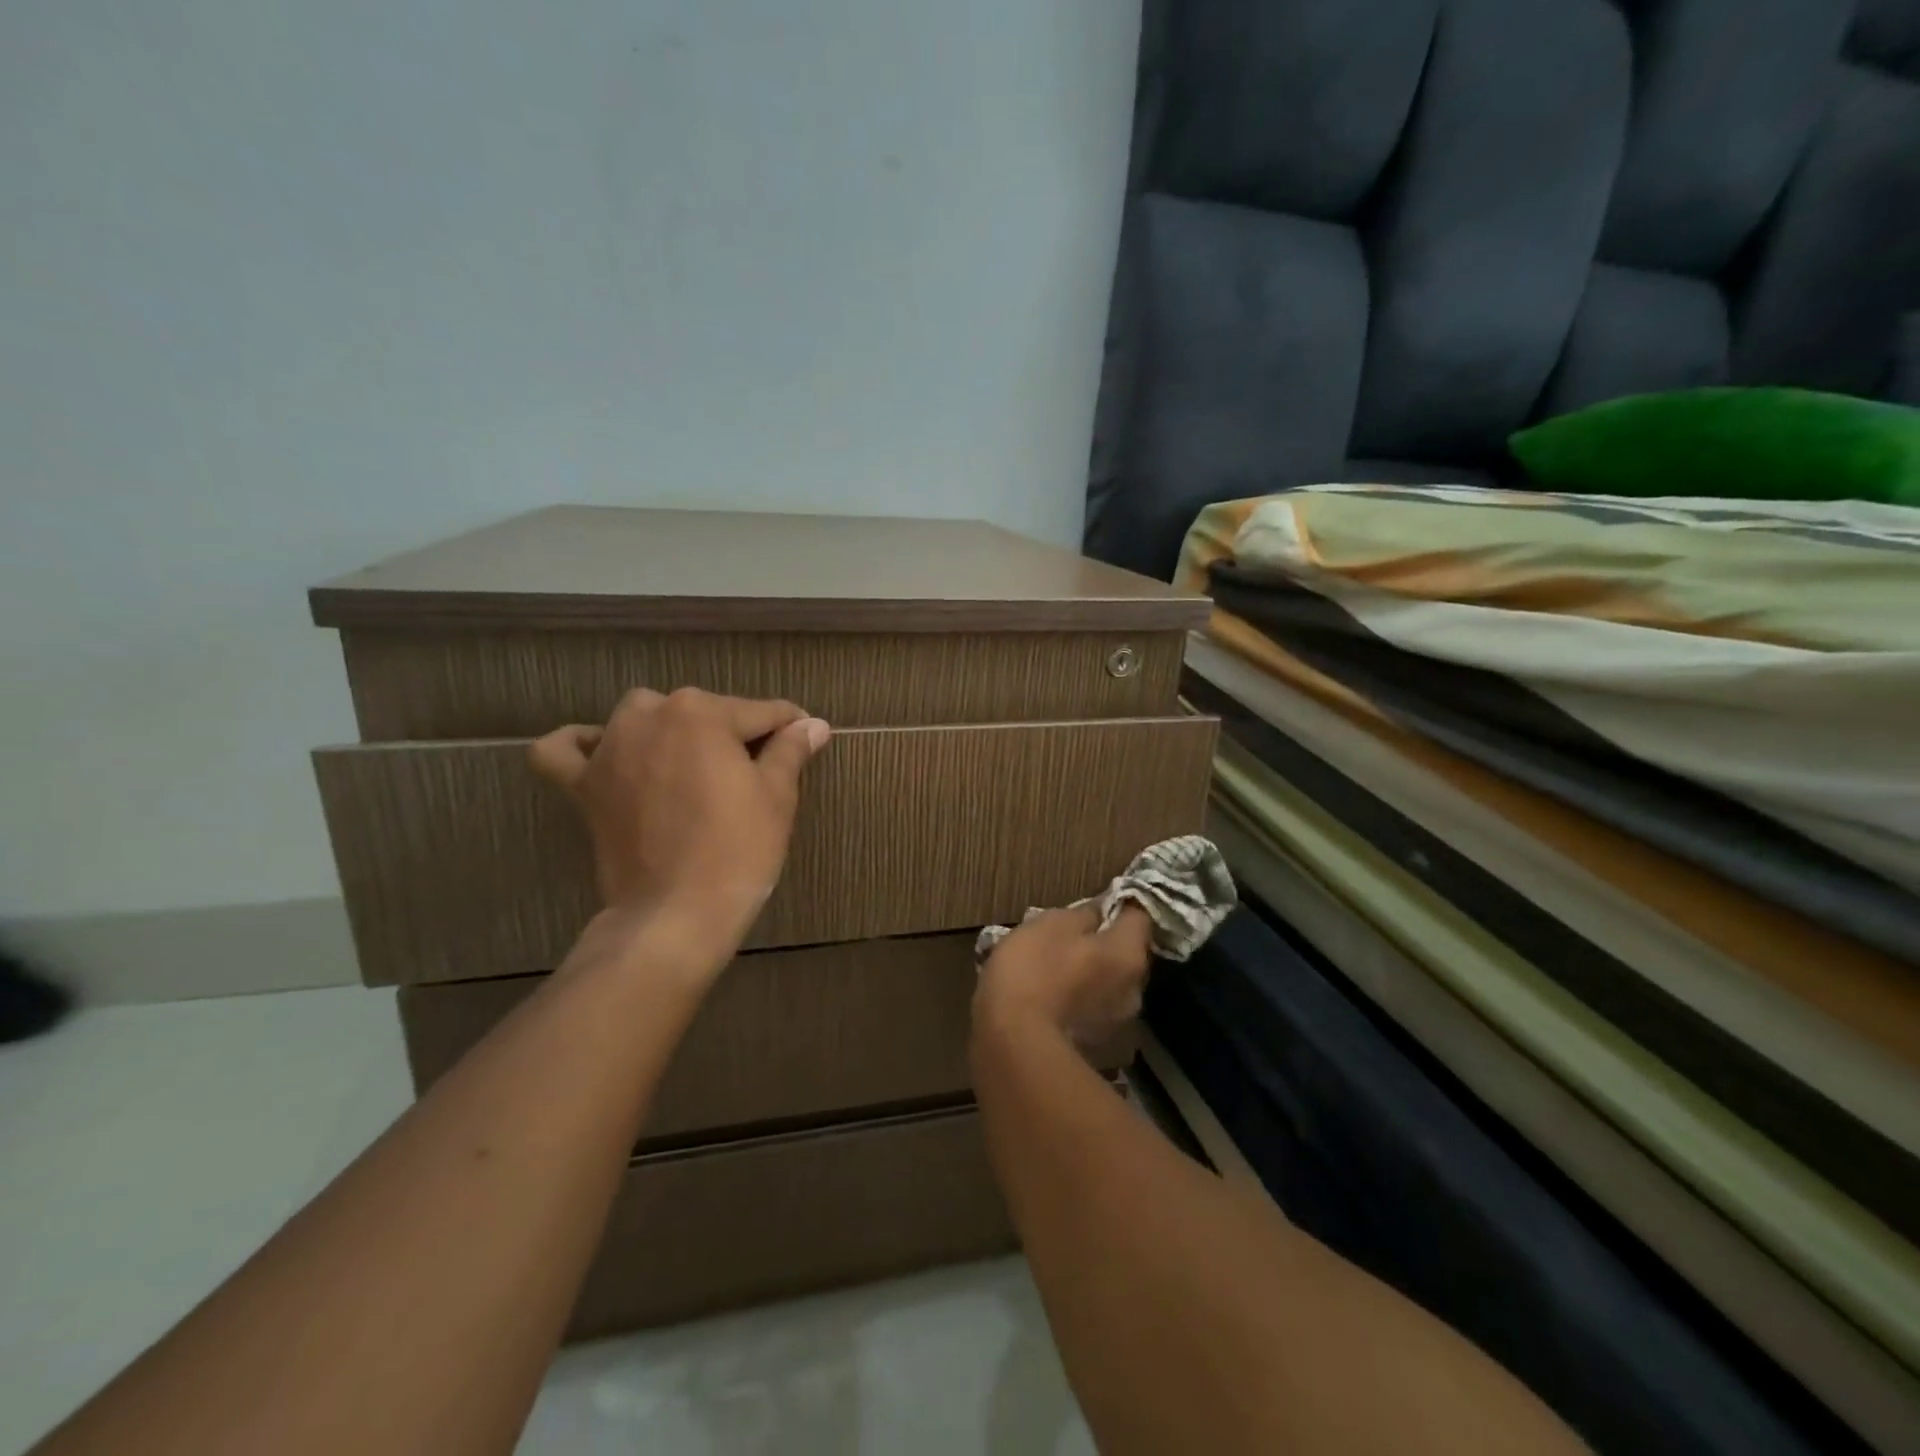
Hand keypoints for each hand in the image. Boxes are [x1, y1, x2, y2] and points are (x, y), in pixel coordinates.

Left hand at [530, 688, 830, 967]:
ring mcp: (609, 748)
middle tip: (756, 771)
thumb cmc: (738, 849)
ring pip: (642, 717)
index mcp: (701, 712)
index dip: (790, 727)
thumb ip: (791, 749)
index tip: (807, 737)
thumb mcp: (777, 796)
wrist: (676, 914)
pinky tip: (605, 753)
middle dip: (732, 733)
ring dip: (669, 730)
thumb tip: (813, 724)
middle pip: (703, 711)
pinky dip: (582, 745)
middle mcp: (649, 715)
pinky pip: (566, 750)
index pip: (760, 711)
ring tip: (692, 764)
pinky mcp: (582, 785)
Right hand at [975, 903, 1154, 1046]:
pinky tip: (1051, 1002)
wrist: (1014, 1045)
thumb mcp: (1052, 924)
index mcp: (1129, 953)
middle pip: (1124, 953)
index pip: (1139, 915)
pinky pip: (1092, 1012)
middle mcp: (1135, 989)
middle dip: (1102, 945)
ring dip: (1090, 977)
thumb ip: (1084, 914)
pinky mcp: (1099, 1049)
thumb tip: (1100, 911)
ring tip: (1055, 974)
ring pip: (1108, 985)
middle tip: (1068, 939)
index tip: (1096, 901)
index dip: (1119, 904)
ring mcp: (1119, 1024)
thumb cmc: (1034, 971)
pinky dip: (1078, 1004)